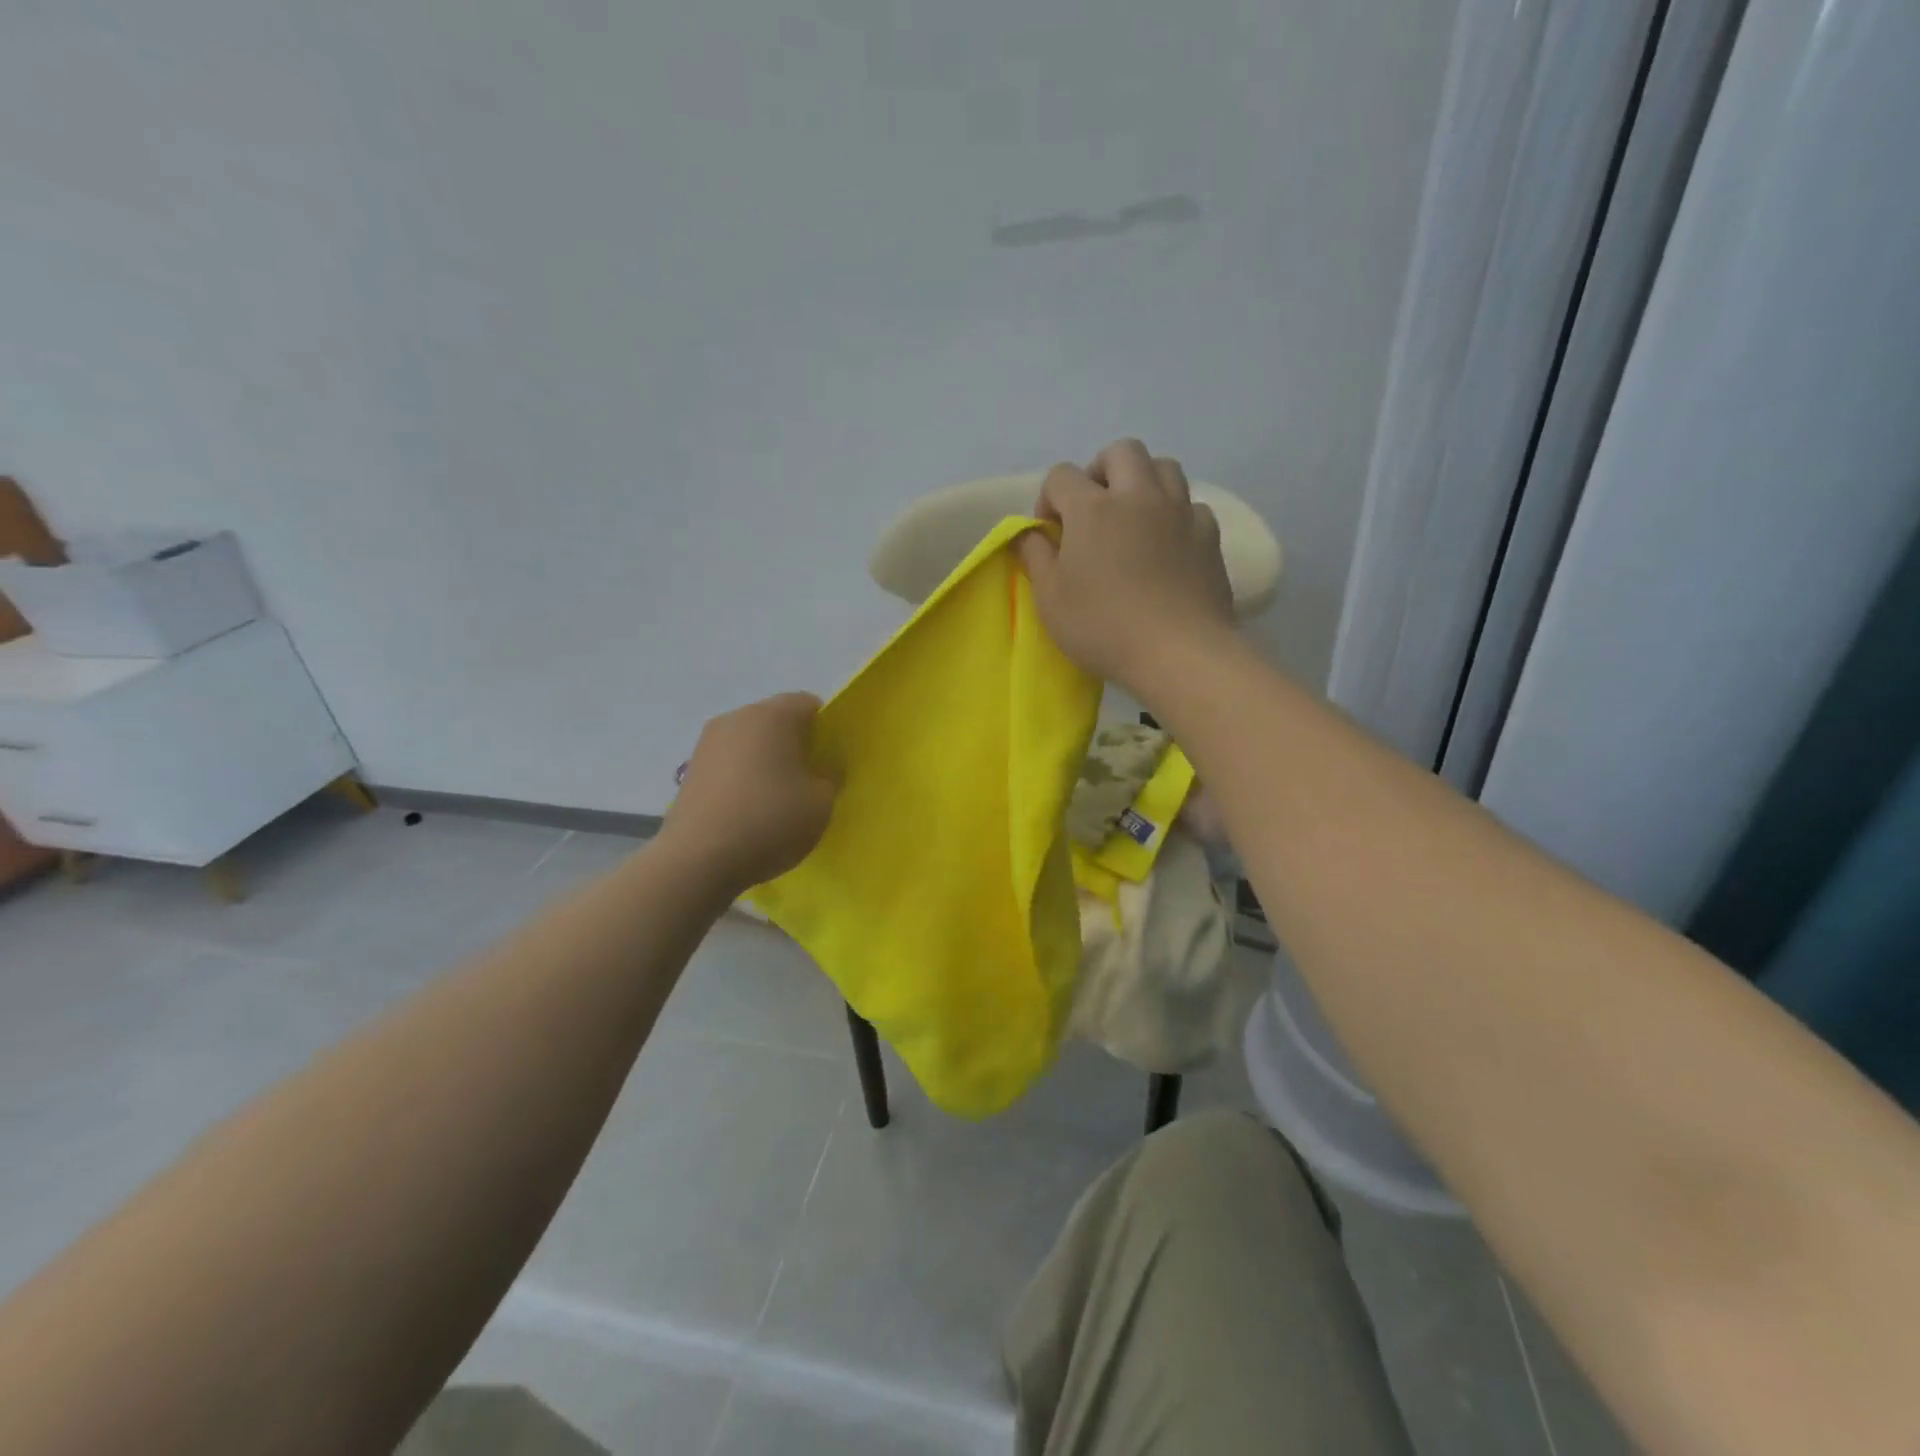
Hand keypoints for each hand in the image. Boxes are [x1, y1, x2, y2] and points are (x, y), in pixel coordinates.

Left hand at [660, 693, 835, 894]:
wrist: (697, 860)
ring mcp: (707, 743)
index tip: (832, 759)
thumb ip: (830, 777)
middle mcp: (736, 718)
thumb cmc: (769, 821)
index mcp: (771, 715)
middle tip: (811, 780)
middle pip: (776, 720)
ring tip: (779, 800)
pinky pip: (730, 764)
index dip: (827, 728)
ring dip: (767, 762)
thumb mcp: (821, 803)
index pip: (808, 704)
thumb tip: (822, 769)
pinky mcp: (691, 771)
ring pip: (751, 743)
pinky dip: (744, 778)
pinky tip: (750, 811)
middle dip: (796, 744)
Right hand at [1017, 439, 1236, 698]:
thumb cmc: (1103, 627)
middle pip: (1121, 452)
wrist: (1179, 653)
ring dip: (1143, 482)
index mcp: (1093, 508)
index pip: (1062, 476)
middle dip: (1100, 471)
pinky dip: (1175, 515)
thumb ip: (1035, 557)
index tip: (1050, 533)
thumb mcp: (1050, 599)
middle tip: (1093, 510)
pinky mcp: (1209, 536)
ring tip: (1133, 519)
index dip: (1050, 499)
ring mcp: (1179, 513)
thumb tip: (1029, 533)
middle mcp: (1139, 496)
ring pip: (1164, 467)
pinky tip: (1167, 545)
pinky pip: (1191, 506)